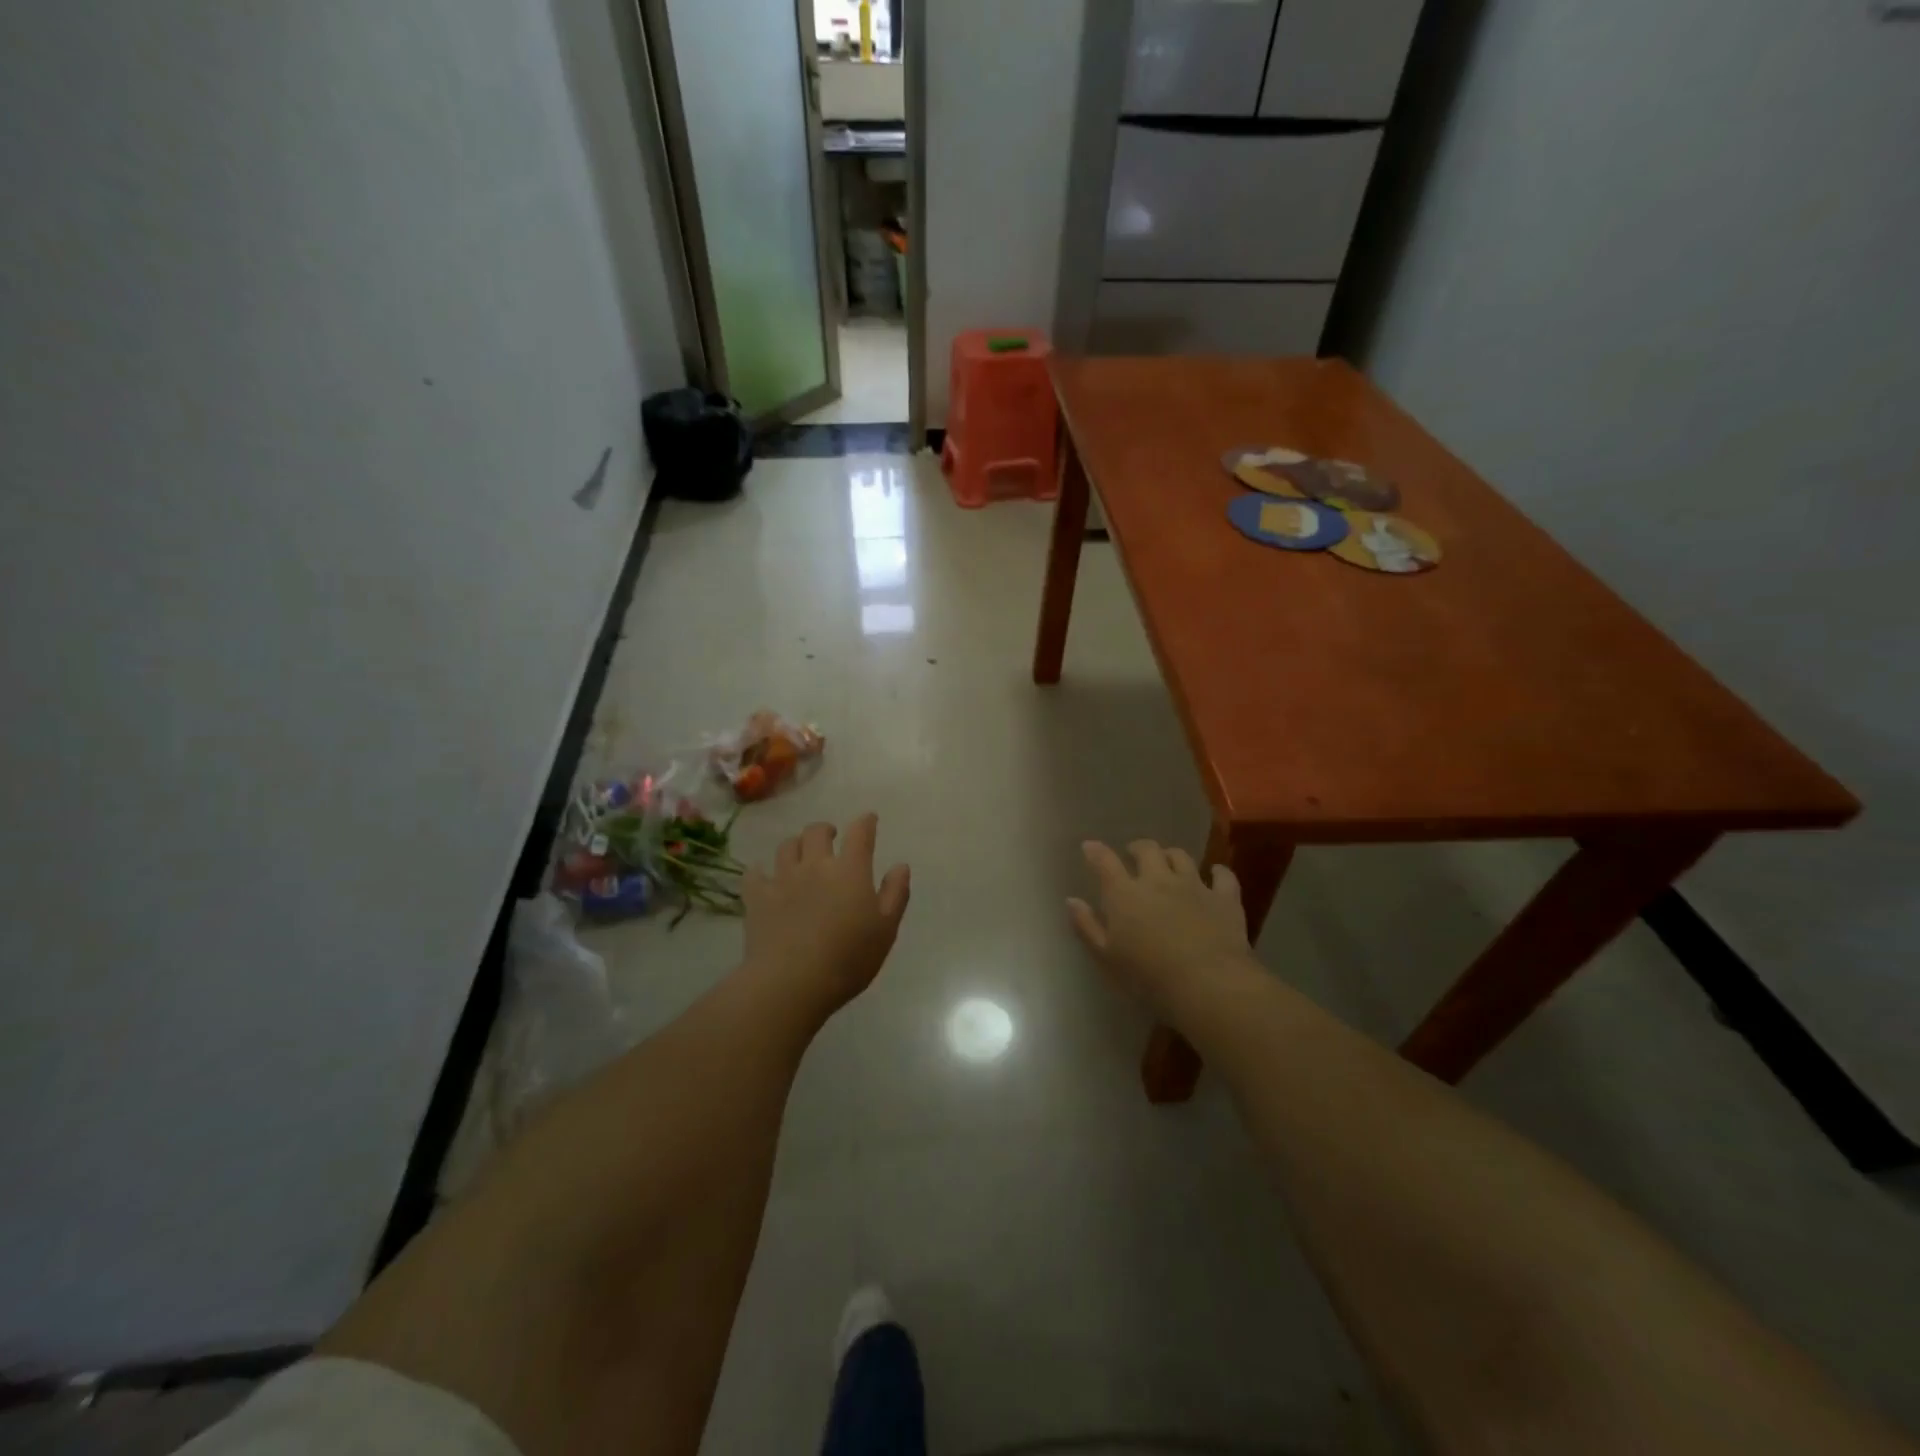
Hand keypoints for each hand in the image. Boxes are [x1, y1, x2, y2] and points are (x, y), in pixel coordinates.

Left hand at [741, 813, 909, 1021]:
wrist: (791, 982)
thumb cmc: (848, 959)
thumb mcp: (885, 930)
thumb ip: (895, 894)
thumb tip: (900, 866)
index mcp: (850, 870)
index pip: (860, 833)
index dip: (866, 822)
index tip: (869, 820)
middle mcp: (815, 865)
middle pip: (816, 831)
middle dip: (825, 830)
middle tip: (830, 837)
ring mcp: (783, 879)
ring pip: (786, 846)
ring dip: (796, 845)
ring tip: (800, 855)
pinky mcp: (757, 897)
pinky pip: (755, 874)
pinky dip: (760, 871)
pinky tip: (764, 876)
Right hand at [1068, 840, 1252, 1016]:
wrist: (1208, 985)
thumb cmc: (1148, 977)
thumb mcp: (1107, 958)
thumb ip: (1087, 927)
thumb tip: (1072, 900)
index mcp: (1125, 894)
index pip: (1105, 862)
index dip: (1096, 851)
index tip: (1090, 847)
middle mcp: (1158, 880)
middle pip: (1146, 850)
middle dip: (1137, 848)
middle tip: (1133, 855)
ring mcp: (1194, 885)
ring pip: (1180, 856)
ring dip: (1171, 856)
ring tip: (1168, 862)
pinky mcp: (1225, 898)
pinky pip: (1223, 876)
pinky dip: (1218, 872)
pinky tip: (1215, 873)